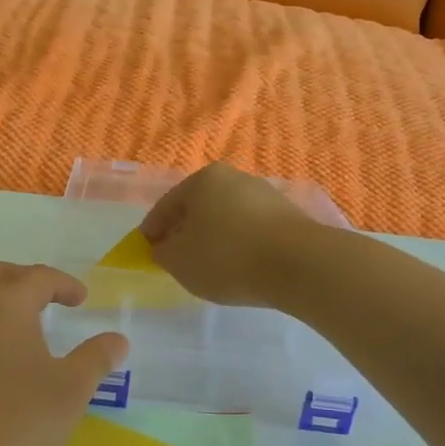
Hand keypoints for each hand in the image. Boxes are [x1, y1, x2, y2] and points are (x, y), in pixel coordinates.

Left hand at [0, 262, 127, 445]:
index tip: (81, 299)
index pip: (36, 277)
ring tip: (25, 327)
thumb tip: (117, 340)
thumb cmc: (15, 424)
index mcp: (2, 304)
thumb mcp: (70, 391)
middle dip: (25, 279)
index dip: (64, 284)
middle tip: (49, 298)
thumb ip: (96, 359)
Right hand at [140, 163, 324, 307]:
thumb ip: (163, 253)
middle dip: (184, 231)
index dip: (152, 230)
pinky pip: (251, 231)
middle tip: (175, 258)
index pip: (166, 205)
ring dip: (213, 238)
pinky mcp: (288, 217)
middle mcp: (235, 178)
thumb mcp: (179, 261)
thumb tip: (165, 247)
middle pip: (198, 208)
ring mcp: (265, 195)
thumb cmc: (227, 256)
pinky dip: (239, 245)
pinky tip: (239, 267)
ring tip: (208, 267)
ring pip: (226, 218)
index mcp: (202, 180)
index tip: (145, 250)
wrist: (299, 264)